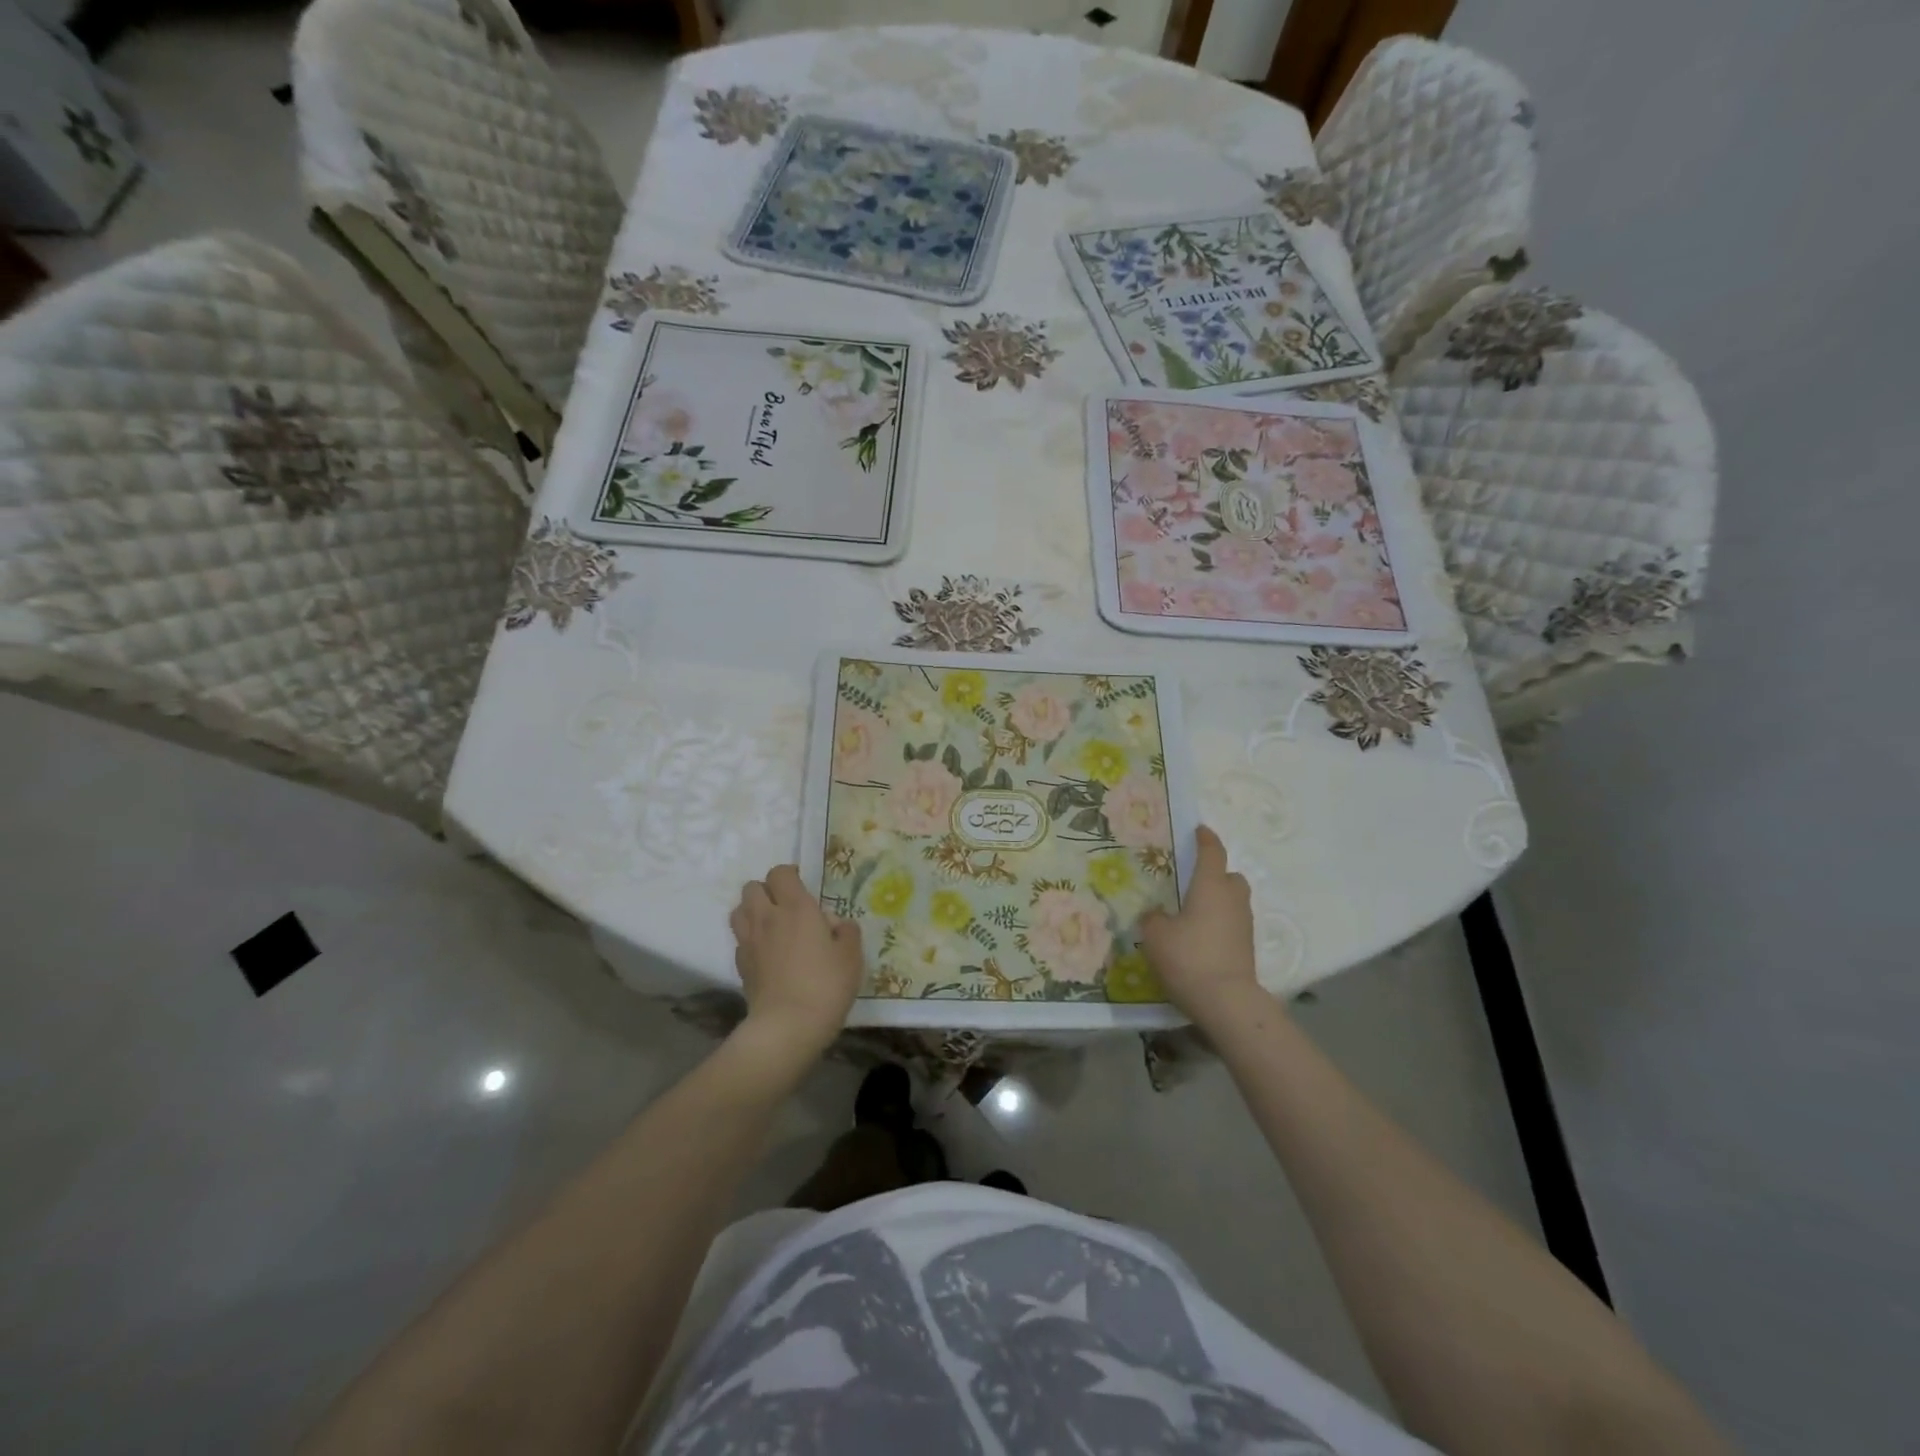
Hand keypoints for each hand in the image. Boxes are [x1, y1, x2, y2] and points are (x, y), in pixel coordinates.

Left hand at [729, 865, 862, 1056]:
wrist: (788, 1026)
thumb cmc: (826, 985)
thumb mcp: (851, 956)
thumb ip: (846, 932)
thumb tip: (835, 924)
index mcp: (796, 907)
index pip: (780, 873)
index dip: (790, 874)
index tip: (803, 886)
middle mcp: (768, 917)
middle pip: (752, 887)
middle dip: (767, 890)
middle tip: (786, 906)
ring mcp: (749, 941)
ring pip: (739, 910)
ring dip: (753, 911)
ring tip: (771, 925)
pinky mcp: (740, 965)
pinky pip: (740, 939)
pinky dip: (750, 939)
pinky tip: (766, 953)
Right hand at [1139, 825, 1265, 1027]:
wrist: (1226, 1001)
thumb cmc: (1189, 957)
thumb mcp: (1155, 935)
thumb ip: (1153, 918)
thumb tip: (1157, 914)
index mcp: (1210, 886)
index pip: (1212, 852)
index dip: (1205, 839)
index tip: (1199, 830)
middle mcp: (1232, 899)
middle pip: (1230, 876)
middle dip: (1217, 873)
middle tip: (1194, 879)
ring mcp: (1244, 924)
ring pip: (1234, 901)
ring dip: (1219, 900)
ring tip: (1193, 911)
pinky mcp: (1246, 948)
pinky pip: (1233, 924)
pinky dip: (1220, 923)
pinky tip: (1200, 936)